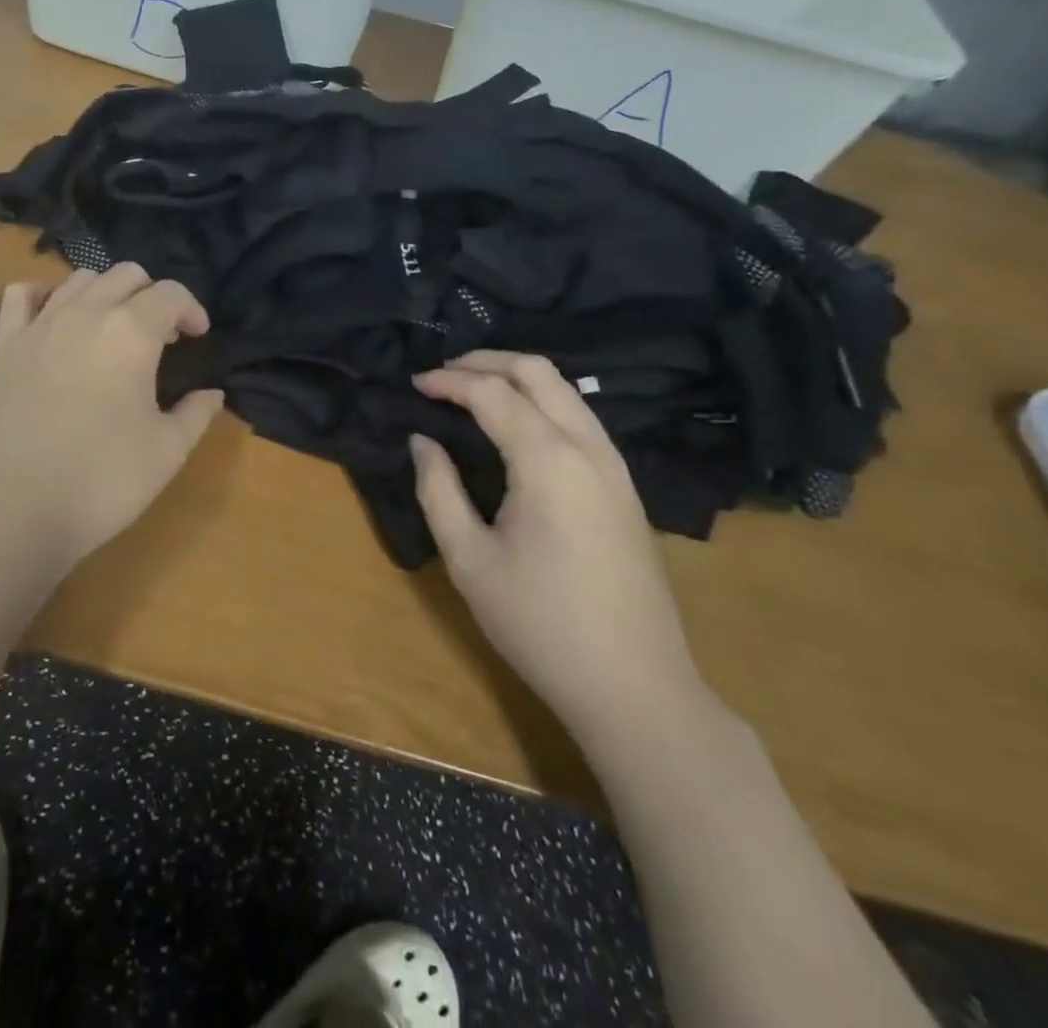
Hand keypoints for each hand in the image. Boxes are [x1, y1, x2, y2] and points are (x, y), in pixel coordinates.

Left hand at [0, 262, 223, 578]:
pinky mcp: (5, 346)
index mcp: (132, 332)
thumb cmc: (102, 481)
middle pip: (127, 275)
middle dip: (152, 296)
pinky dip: (45, 295)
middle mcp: (85, 313)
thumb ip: (196, 413)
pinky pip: (21, 296)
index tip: (199, 336)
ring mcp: (39, 325)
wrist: (13, 511)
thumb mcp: (167, 452)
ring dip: (106, 293)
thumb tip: (213, 393)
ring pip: (79, 279)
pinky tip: (56, 319)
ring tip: (114, 329)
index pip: (172, 293)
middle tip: (162, 336)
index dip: (193, 309)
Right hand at [411, 352, 706, 738]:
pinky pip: (580, 416)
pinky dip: (541, 400)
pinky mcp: (625, 485)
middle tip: (440, 374)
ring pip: (566, 389)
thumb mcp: (469, 560)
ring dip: (516, 377)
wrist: (635, 686)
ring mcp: (615, 465)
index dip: (447, 381)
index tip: (412, 385)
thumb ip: (438, 490)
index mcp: (548, 461)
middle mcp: (588, 447)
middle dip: (484, 361)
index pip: (492, 393)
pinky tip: (515, 423)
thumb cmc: (540, 624)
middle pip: (538, 371)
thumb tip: (422, 441)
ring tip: (470, 389)